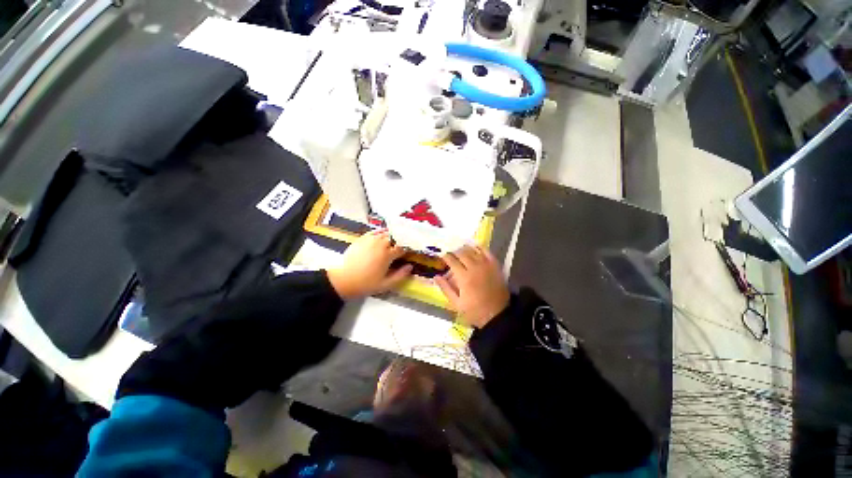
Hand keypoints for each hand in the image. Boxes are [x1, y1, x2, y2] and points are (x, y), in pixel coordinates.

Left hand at [327, 230, 412, 299]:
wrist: (343, 280)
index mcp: (387, 254)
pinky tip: (383, 235)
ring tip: (396, 238)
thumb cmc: (365, 284)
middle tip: (405, 243)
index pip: (403, 247)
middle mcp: (380, 244)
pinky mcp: (362, 239)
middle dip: (402, 239)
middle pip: (395, 237)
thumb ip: (400, 275)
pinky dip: (381, 232)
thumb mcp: (385, 284)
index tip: (412, 250)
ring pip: (386, 232)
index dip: (409, 247)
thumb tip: (410, 266)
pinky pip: (375, 232)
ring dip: (393, 235)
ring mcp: (370, 240)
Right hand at [434, 245, 509, 327]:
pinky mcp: (495, 265)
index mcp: (464, 277)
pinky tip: (475, 247)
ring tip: (460, 250)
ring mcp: (486, 265)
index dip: (446, 257)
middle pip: (462, 253)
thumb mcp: (457, 303)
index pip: (452, 261)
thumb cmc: (475, 311)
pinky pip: (487, 251)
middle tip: (451, 254)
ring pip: (473, 250)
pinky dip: (480, 247)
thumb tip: (436, 277)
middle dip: (454, 252)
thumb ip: (446, 288)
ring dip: (465, 249)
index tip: (442, 256)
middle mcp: (474, 268)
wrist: (498, 315)